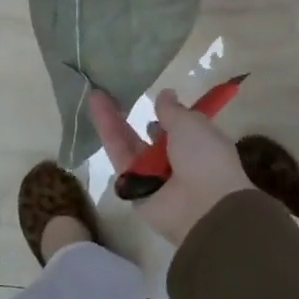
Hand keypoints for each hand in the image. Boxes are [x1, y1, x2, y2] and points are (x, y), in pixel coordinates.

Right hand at [90, 88, 252, 245]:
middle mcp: (174, 160)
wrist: (201, 207)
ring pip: (128, 143)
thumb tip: (164, 94)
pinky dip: (107, 134)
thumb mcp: (192, 124)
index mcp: (197, 145)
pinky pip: (118, 157)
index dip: (166, 112)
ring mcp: (151, 174)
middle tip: (113, 90)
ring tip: (94, 94)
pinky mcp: (131, 187)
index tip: (152, 96)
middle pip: (148, 133)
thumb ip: (172, 110)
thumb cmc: (204, 157)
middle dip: (133, 113)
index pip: (179, 127)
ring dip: (112, 119)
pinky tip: (95, 110)